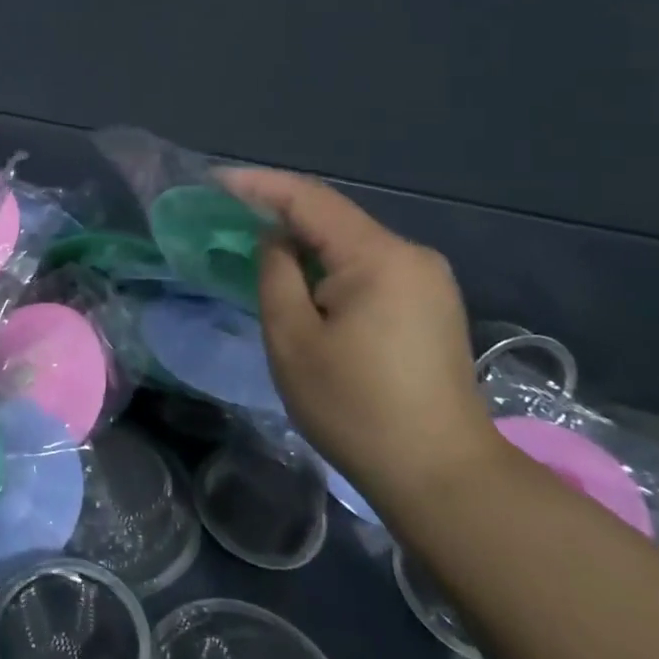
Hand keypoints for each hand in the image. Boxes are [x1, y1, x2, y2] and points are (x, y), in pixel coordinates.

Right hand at [220, 167, 500, 512]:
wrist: (443, 477)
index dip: (259, 185)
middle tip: (230, 217)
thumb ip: (276, 274)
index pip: (310, 198)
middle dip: (280, 213)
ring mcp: (428, 279)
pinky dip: (331, 265)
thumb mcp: (293, 340)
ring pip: (351, 243)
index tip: (216, 181)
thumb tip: (276, 239)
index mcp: (378, 257)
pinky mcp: (432, 304)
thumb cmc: (356, 409)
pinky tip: (307, 283)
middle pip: (334, 217)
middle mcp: (410, 255)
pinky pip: (370, 266)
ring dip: (305, 242)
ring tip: (259, 248)